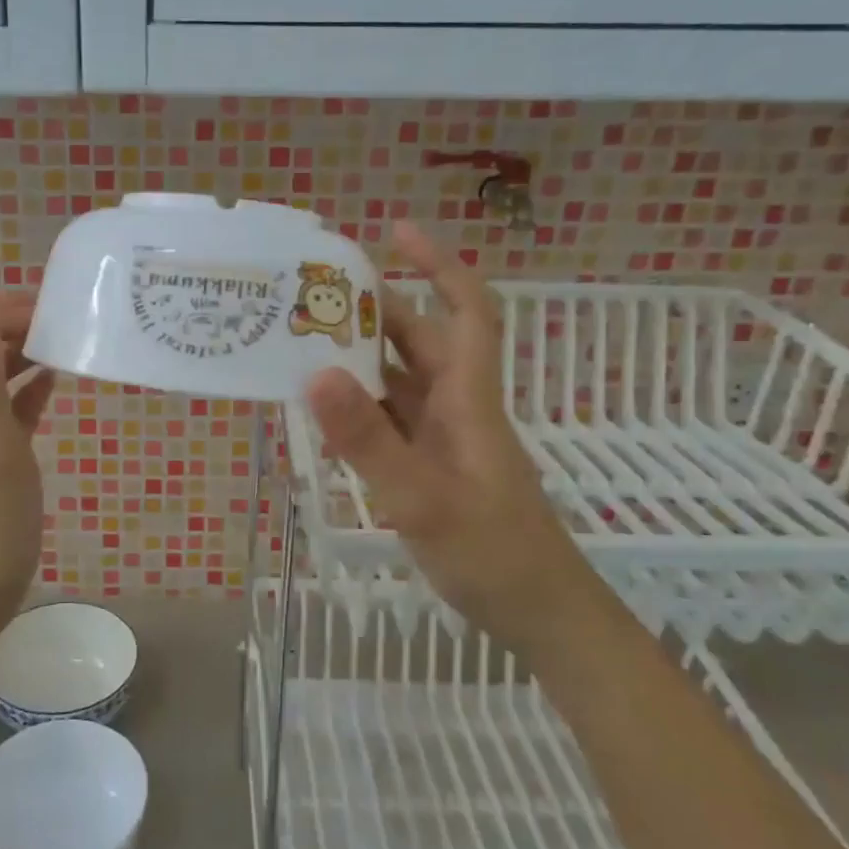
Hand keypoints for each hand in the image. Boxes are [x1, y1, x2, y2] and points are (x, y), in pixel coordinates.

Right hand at [305, 223, 591, 644]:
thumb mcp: (422, 499)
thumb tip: (316, 372)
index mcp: (468, 400)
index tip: (396, 231)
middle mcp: (457, 408)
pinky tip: (325, 408)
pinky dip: (360, 405)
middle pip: (422, 340)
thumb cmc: (493, 556)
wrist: (541, 617)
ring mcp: (445, 440)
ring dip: (363, 356)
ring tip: (307, 339)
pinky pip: (391, 420)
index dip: (438, 264)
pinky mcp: (432, 467)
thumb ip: (368, 440)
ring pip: (402, 380)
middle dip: (379, 308)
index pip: (465, 311)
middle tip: (319, 291)